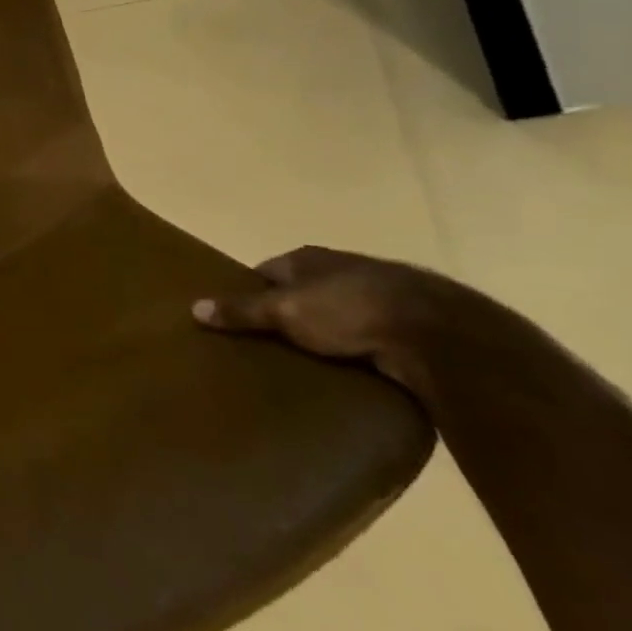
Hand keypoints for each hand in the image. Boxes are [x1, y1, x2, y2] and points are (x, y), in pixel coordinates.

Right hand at [191, 245, 490, 388]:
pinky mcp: (407, 326)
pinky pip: (368, 338)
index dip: (250, 290)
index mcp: (307, 258)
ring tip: (303, 364)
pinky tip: (346, 372)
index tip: (236, 316)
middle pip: (302, 291)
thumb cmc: (348, 309)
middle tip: (265, 344)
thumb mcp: (285, 310)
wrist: (438, 333)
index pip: (267, 270)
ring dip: (324, 333)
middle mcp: (341, 269)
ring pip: (337, 315)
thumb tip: (193, 306)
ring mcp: (378, 296)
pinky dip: (355, 351)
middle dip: (286, 312)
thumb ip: (242, 310)